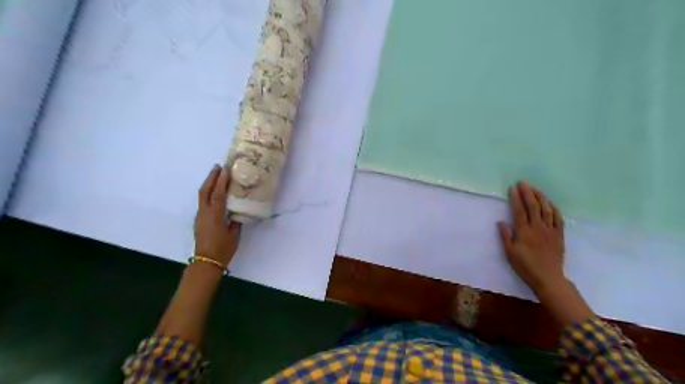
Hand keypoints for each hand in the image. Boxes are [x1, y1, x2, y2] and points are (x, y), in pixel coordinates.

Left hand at [193, 163, 241, 268]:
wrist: (206, 262)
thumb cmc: (223, 249)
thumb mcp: (234, 235)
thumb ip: (235, 221)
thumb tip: (237, 212)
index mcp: (215, 216)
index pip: (218, 194)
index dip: (221, 181)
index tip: (225, 169)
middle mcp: (205, 213)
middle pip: (205, 191)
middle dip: (211, 177)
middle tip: (217, 166)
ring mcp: (200, 216)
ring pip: (202, 196)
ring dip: (208, 184)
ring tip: (216, 175)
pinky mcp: (199, 220)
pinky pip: (203, 202)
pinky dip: (208, 193)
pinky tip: (215, 193)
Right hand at [498, 181, 567, 294]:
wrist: (548, 278)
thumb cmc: (525, 266)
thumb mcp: (510, 252)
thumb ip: (505, 236)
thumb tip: (500, 222)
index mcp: (524, 231)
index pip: (519, 210)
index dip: (515, 198)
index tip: (512, 188)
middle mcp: (538, 227)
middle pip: (533, 206)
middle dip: (528, 193)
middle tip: (523, 183)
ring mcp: (550, 230)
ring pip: (546, 209)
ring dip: (540, 197)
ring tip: (535, 189)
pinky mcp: (559, 235)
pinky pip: (558, 218)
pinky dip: (554, 209)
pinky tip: (550, 203)